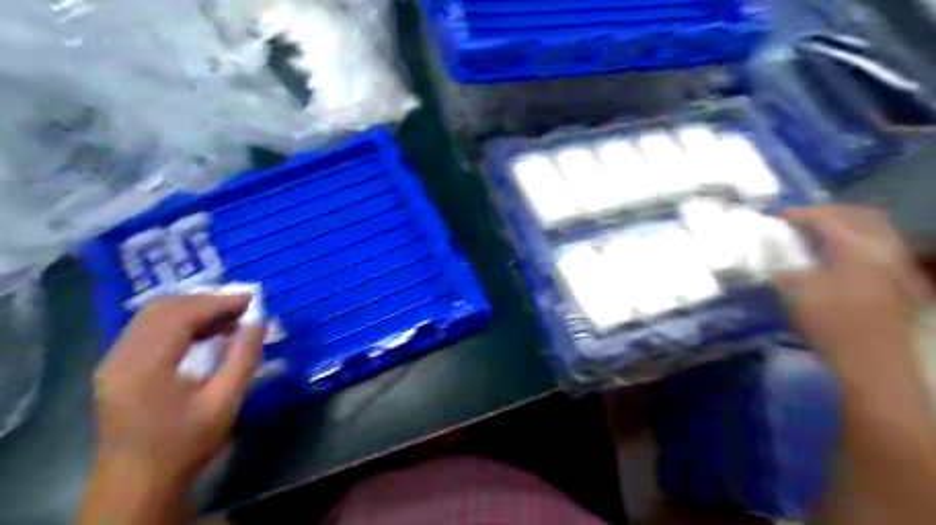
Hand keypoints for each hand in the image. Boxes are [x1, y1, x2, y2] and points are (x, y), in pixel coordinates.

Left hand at [95, 296, 264, 484]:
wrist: (138, 483)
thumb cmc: (186, 443)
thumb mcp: (225, 402)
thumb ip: (244, 358)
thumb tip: (259, 322)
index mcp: (145, 366)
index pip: (181, 315)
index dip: (218, 302)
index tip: (251, 300)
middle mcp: (121, 357)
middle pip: (162, 308)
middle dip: (206, 301)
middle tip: (241, 308)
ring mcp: (113, 361)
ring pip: (152, 316)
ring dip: (192, 309)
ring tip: (228, 318)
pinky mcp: (115, 368)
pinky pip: (147, 329)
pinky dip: (179, 322)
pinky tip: (203, 332)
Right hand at [776, 206, 926, 375]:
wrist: (873, 362)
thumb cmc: (830, 323)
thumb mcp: (795, 292)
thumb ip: (784, 268)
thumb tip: (776, 259)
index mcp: (856, 247)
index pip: (828, 218)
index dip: (800, 213)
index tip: (778, 215)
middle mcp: (884, 248)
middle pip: (861, 215)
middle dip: (830, 212)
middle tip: (803, 218)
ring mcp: (898, 264)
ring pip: (877, 229)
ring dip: (848, 225)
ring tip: (821, 234)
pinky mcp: (902, 281)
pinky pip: (882, 246)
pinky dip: (860, 241)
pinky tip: (842, 255)